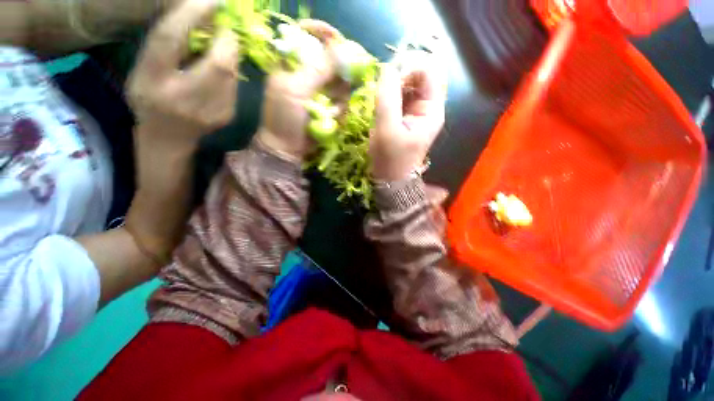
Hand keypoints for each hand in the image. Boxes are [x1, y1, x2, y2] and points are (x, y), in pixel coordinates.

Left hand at [125, 0, 239, 260]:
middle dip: (193, 12)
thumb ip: (227, 88)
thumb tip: (232, 53)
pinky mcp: (133, 79)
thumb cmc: (199, 148)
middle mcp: (160, 92)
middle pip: (170, 38)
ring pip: (160, 38)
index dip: (225, 41)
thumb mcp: (221, 121)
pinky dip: (171, 30)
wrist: (163, 162)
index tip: (237, 26)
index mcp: (191, 109)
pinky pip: (154, 47)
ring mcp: (140, 83)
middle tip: (214, 0)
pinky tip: (185, 25)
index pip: (212, 66)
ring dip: (181, 17)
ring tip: (200, 6)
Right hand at [127, 0, 239, 152]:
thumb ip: (167, 45)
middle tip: (226, 28)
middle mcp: (182, 96)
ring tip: (224, 46)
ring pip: (232, 75)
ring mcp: (209, 110)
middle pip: (217, 63)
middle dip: (228, 41)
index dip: (192, 15)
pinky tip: (223, 70)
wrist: (169, 138)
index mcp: (151, 79)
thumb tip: (200, 19)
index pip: (170, 40)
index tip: (212, 0)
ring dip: (232, 55)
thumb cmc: (150, 99)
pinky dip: (232, 72)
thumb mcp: (144, 69)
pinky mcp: (226, 116)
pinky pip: (235, 87)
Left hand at [256, 20, 341, 160]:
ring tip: (328, 114)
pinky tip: (331, 120)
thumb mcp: (296, 90)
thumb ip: (317, 70)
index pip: (314, 40)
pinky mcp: (328, 107)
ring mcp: (321, 92)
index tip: (339, 48)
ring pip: (342, 87)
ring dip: (338, 102)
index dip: (328, 39)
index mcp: (294, 63)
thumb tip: (341, 50)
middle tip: (333, 96)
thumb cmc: (285, 117)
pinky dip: (339, 112)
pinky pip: (342, 104)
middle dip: (338, 81)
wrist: (287, 147)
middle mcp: (310, 74)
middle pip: (335, 65)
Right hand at [370, 55, 446, 180]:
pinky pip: (399, 96)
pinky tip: (380, 107)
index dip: (409, 68)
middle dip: (399, 77)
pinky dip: (388, 95)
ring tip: (379, 102)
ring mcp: (417, 112)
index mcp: (432, 110)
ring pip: (408, 84)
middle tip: (381, 91)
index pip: (429, 71)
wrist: (390, 179)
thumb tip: (387, 68)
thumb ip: (387, 98)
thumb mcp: (386, 129)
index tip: (390, 82)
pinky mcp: (406, 117)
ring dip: (392, 87)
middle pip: (419, 75)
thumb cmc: (390, 159)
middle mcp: (428, 107)